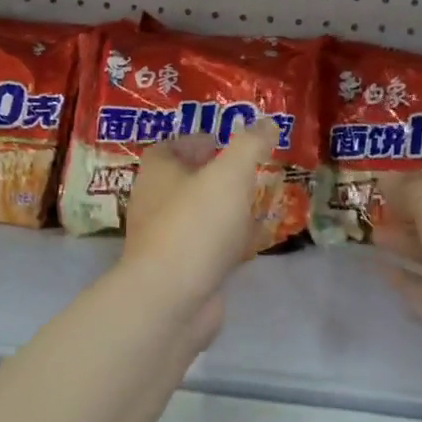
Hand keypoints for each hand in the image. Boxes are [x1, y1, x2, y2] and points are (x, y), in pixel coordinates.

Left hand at [122, 120, 279, 342]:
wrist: (172, 299)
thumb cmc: (196, 225)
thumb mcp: (230, 174)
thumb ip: (250, 145)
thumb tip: (267, 122)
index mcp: (157, 173)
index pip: (170, 147)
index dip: (195, 141)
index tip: (223, 141)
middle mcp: (154, 204)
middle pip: (182, 182)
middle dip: (211, 175)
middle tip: (245, 171)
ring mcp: (164, 241)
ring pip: (195, 216)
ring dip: (220, 209)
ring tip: (252, 203)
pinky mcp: (179, 272)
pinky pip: (204, 248)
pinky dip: (224, 242)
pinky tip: (247, 243)